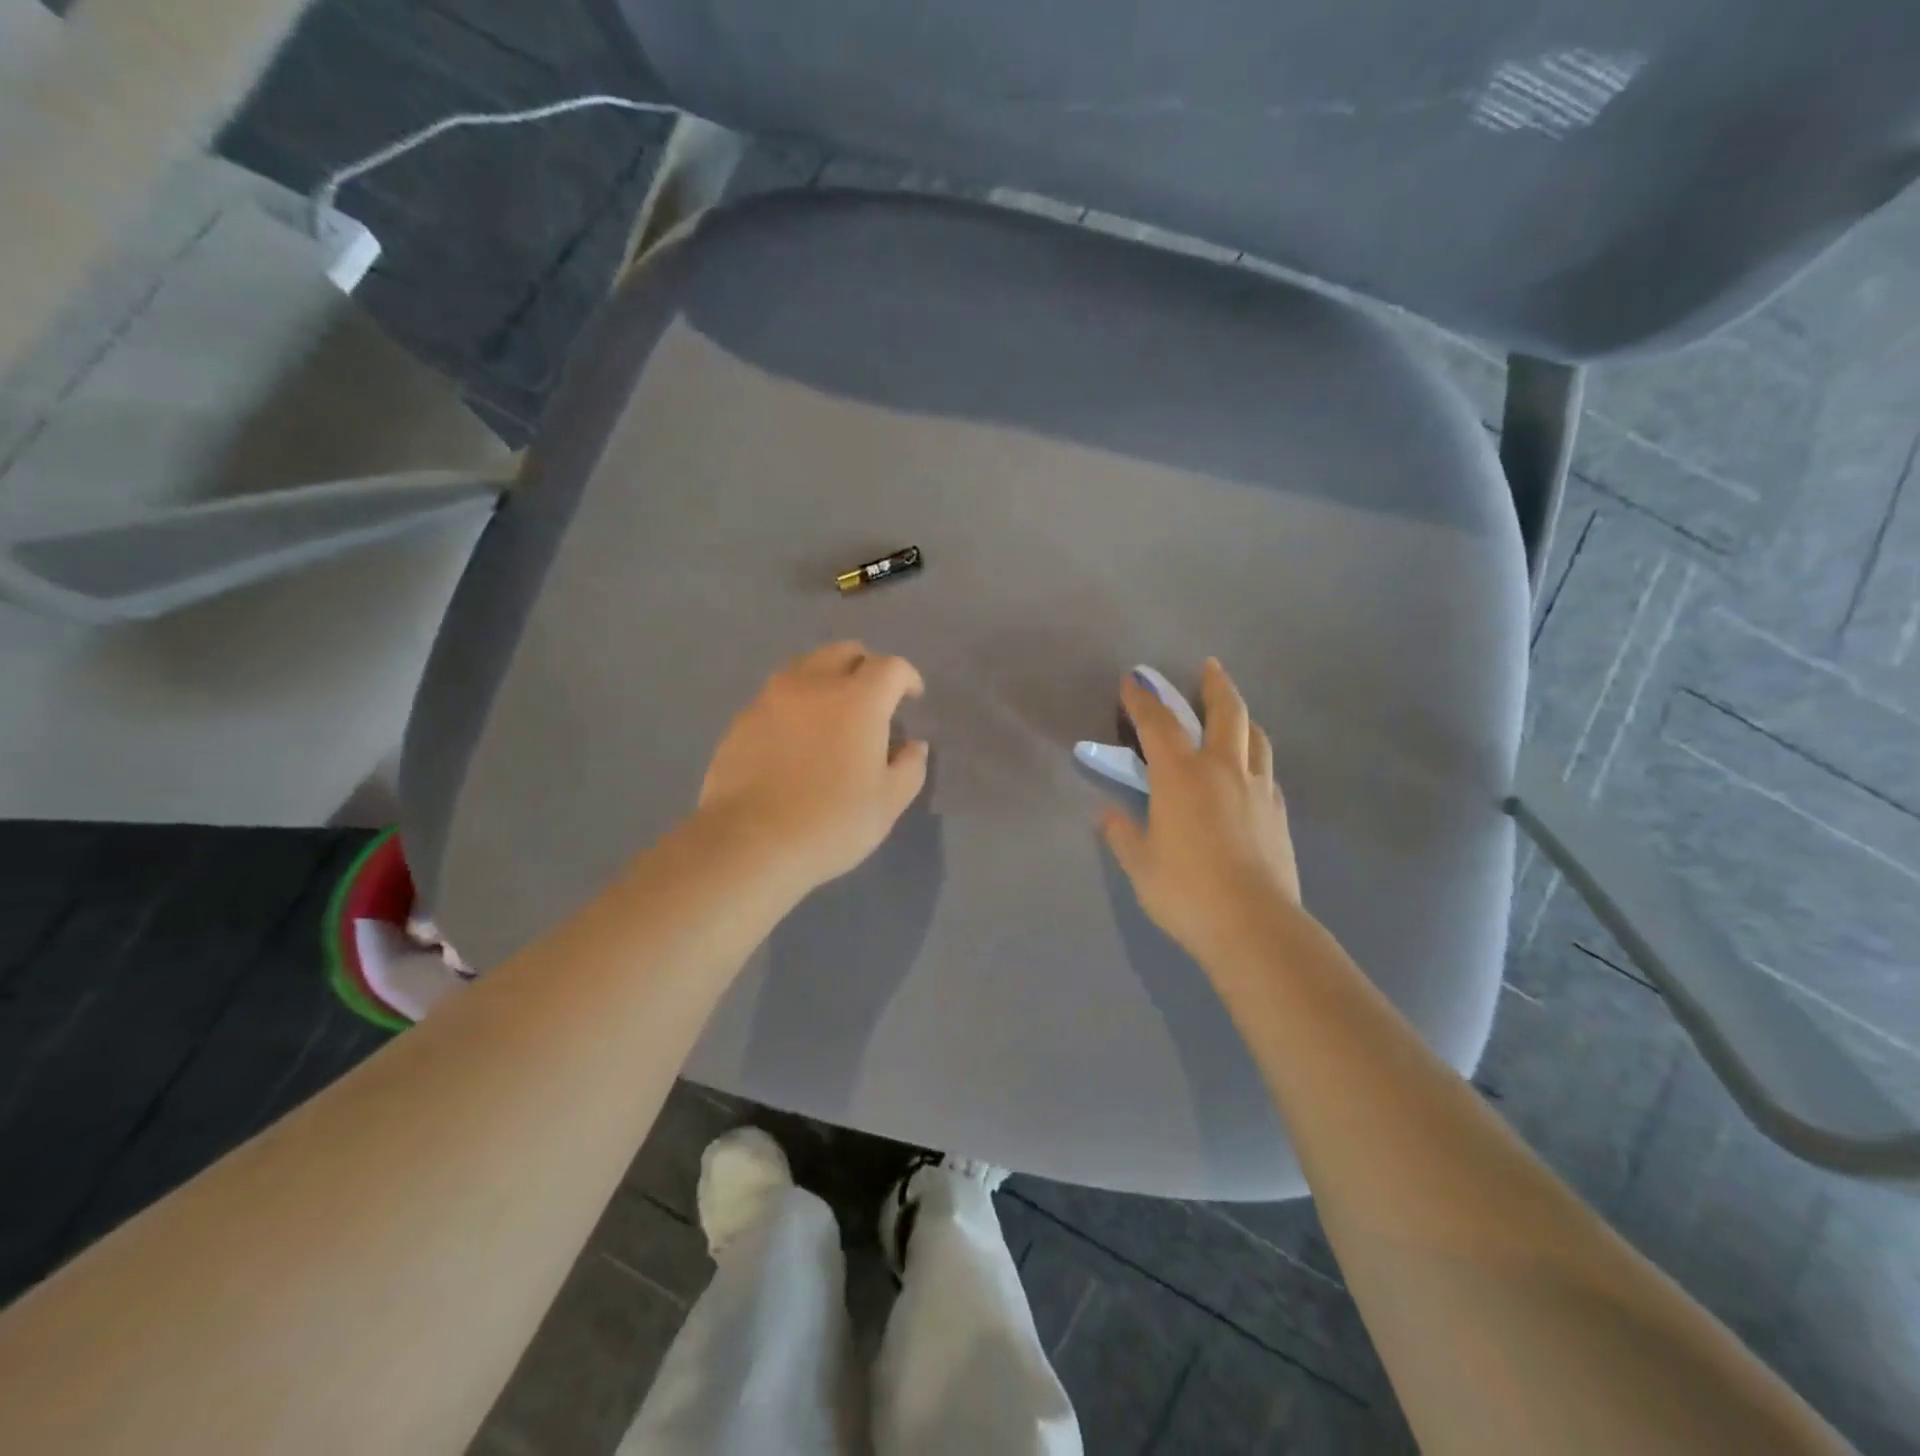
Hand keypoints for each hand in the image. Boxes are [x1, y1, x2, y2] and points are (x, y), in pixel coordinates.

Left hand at [698, 642, 929, 890]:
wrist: (749, 843)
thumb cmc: (831, 823)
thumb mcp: (888, 803)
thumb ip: (909, 767)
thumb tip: (913, 745)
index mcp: (858, 700)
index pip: (890, 667)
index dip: (907, 678)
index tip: (911, 698)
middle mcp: (814, 684)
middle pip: (843, 652)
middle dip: (864, 666)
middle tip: (872, 697)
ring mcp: (772, 698)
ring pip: (805, 667)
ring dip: (826, 678)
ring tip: (832, 711)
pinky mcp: (743, 719)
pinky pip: (777, 695)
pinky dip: (795, 703)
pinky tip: (796, 737)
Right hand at [1100, 659, 1301, 963]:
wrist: (1254, 925)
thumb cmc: (1186, 891)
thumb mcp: (1140, 865)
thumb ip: (1122, 834)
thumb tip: (1106, 814)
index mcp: (1181, 775)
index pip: (1158, 724)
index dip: (1142, 699)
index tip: (1133, 680)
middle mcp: (1223, 769)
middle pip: (1226, 712)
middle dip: (1215, 685)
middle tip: (1209, 668)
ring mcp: (1257, 789)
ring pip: (1256, 736)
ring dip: (1243, 717)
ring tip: (1234, 715)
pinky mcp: (1278, 812)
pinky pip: (1266, 770)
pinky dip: (1255, 757)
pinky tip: (1249, 770)